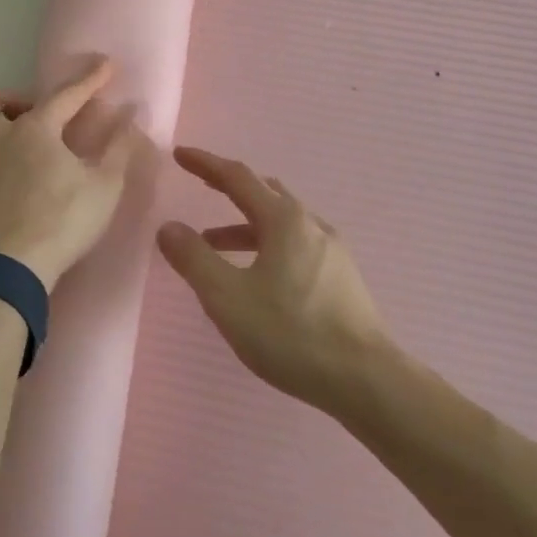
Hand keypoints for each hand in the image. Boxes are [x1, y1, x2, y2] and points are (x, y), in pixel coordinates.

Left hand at [0, 56, 140, 291]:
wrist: (8, 271)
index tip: (106, 64)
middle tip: (29, 118)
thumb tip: (133, 115)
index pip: (64, 95)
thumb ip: (118, 149)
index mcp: (33, 132)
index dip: (88, 79)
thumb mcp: (104, 187)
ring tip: (1, 158)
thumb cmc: (62, 222)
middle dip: (3, 101)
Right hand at [156, 147, 390, 412]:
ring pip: (281, 222)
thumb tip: (169, 227)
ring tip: (214, 244)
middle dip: (229, 187)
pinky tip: (256, 276)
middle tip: (201, 186)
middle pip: (265, 193)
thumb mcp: (228, 298)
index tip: (180, 154)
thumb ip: (194, 259)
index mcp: (284, 220)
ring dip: (244, 224)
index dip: (206, 164)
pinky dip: (265, 245)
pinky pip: (295, 245)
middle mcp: (311, 226)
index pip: (238, 177)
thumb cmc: (291, 334)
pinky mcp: (341, 279)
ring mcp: (332, 252)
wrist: (367, 381)